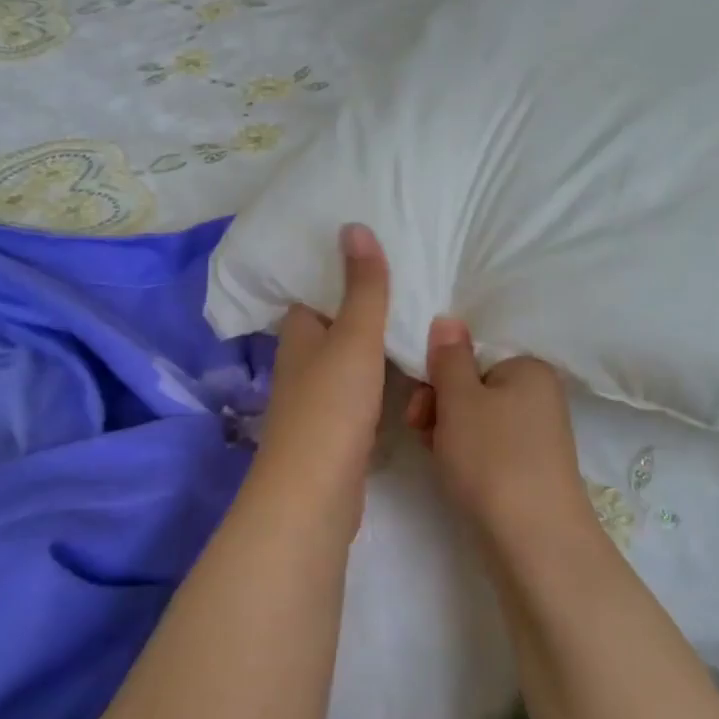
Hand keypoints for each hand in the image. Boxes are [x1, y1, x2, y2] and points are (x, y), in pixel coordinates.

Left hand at [245, 223, 391, 540]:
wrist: (316, 492)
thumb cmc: (332, 406)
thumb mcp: (354, 338)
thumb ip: (363, 288)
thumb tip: (353, 225)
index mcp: (299, 336)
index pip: (314, 295)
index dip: (339, 276)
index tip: (376, 258)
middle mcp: (302, 366)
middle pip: (333, 329)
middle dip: (364, 312)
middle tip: (411, 287)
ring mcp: (318, 402)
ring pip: (348, 364)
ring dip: (374, 349)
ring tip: (419, 323)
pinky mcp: (336, 433)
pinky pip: (361, 395)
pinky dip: (380, 383)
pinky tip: (410, 377)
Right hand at [405, 318, 593, 547]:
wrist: (534, 541)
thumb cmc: (493, 458)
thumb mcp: (460, 400)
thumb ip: (449, 357)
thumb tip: (448, 320)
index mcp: (529, 368)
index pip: (473, 354)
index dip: (439, 374)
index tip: (420, 401)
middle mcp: (539, 395)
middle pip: (473, 386)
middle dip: (440, 405)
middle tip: (420, 428)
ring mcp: (536, 435)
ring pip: (476, 419)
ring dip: (447, 431)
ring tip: (436, 455)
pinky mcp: (528, 468)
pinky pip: (487, 446)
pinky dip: (466, 454)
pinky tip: (452, 471)